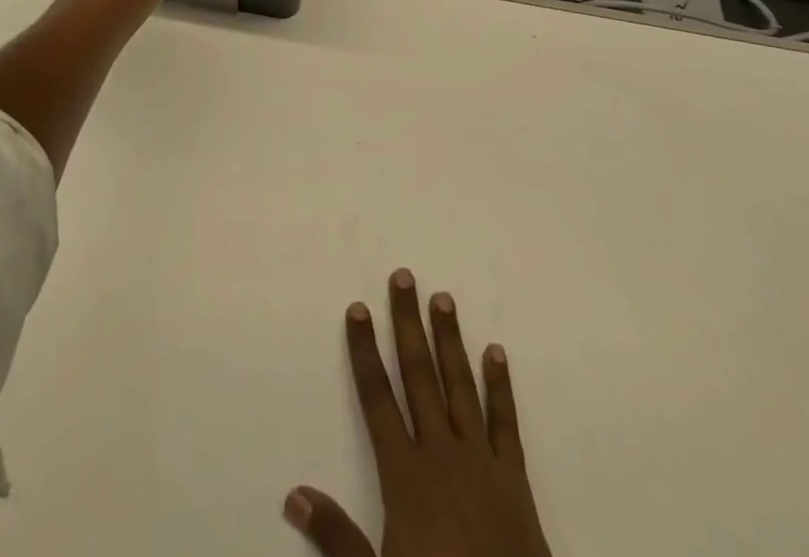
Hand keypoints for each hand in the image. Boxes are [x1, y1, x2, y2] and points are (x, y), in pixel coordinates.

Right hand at [285, 270, 551, 556]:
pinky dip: (500, 386)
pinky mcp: (515, 480)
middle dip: (408, 325)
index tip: (357, 309)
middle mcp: (441, 454)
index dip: (364, 351)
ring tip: (443, 298)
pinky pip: (505, 423)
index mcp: (405, 476)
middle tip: (403, 277)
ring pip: (460, 387)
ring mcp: (481, 462)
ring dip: (450, 340)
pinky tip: (496, 353)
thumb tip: (293, 493)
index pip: (377, 399)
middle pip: (419, 376)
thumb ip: (337, 536)